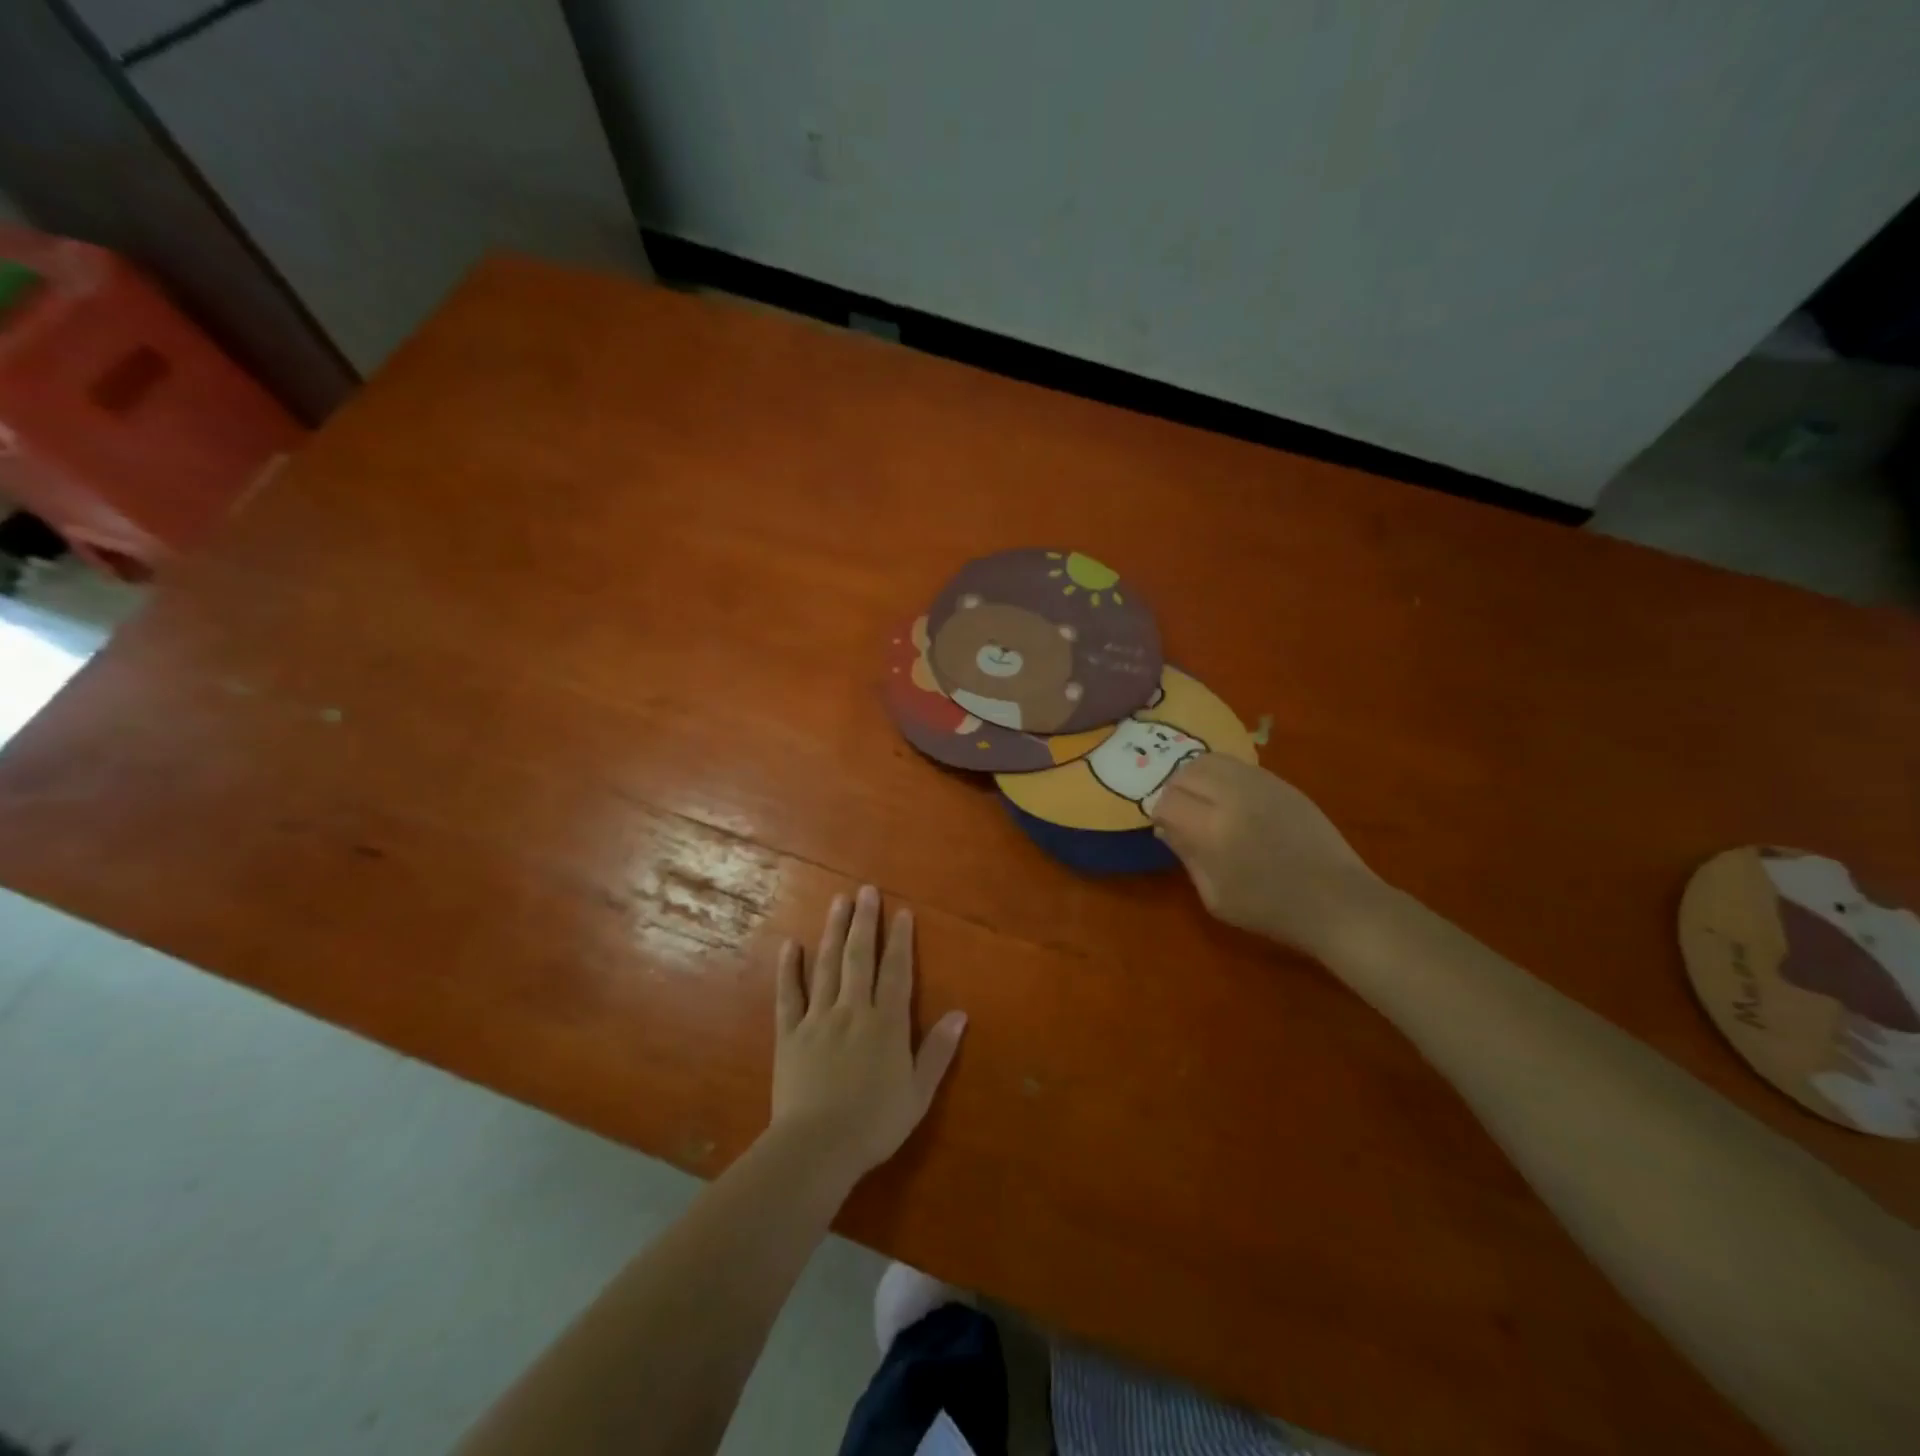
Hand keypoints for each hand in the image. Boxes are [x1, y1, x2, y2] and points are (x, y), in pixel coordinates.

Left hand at [770, 885, 967, 1188]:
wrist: (817, 1147)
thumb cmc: (875, 1123)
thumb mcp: (919, 1093)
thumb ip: (938, 1051)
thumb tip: (960, 1013)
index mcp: (886, 1023)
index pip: (896, 972)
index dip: (900, 940)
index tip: (901, 912)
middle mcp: (853, 1010)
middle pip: (860, 957)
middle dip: (865, 921)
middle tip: (866, 890)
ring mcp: (818, 1019)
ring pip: (827, 966)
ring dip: (833, 932)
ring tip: (838, 902)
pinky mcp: (790, 1034)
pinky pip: (789, 995)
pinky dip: (789, 969)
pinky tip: (791, 945)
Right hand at [1150, 756, 1386, 961]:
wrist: (1337, 901)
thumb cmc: (1271, 910)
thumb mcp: (1215, 897)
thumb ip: (1186, 855)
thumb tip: (1166, 828)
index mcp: (1213, 831)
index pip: (1167, 801)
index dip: (1160, 814)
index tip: (1167, 829)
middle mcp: (1233, 797)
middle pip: (1184, 773)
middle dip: (1175, 791)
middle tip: (1182, 814)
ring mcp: (1260, 784)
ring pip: (1208, 761)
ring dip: (1196, 778)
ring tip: (1203, 801)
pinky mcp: (1281, 782)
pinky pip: (1236, 765)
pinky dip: (1222, 776)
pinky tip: (1230, 800)